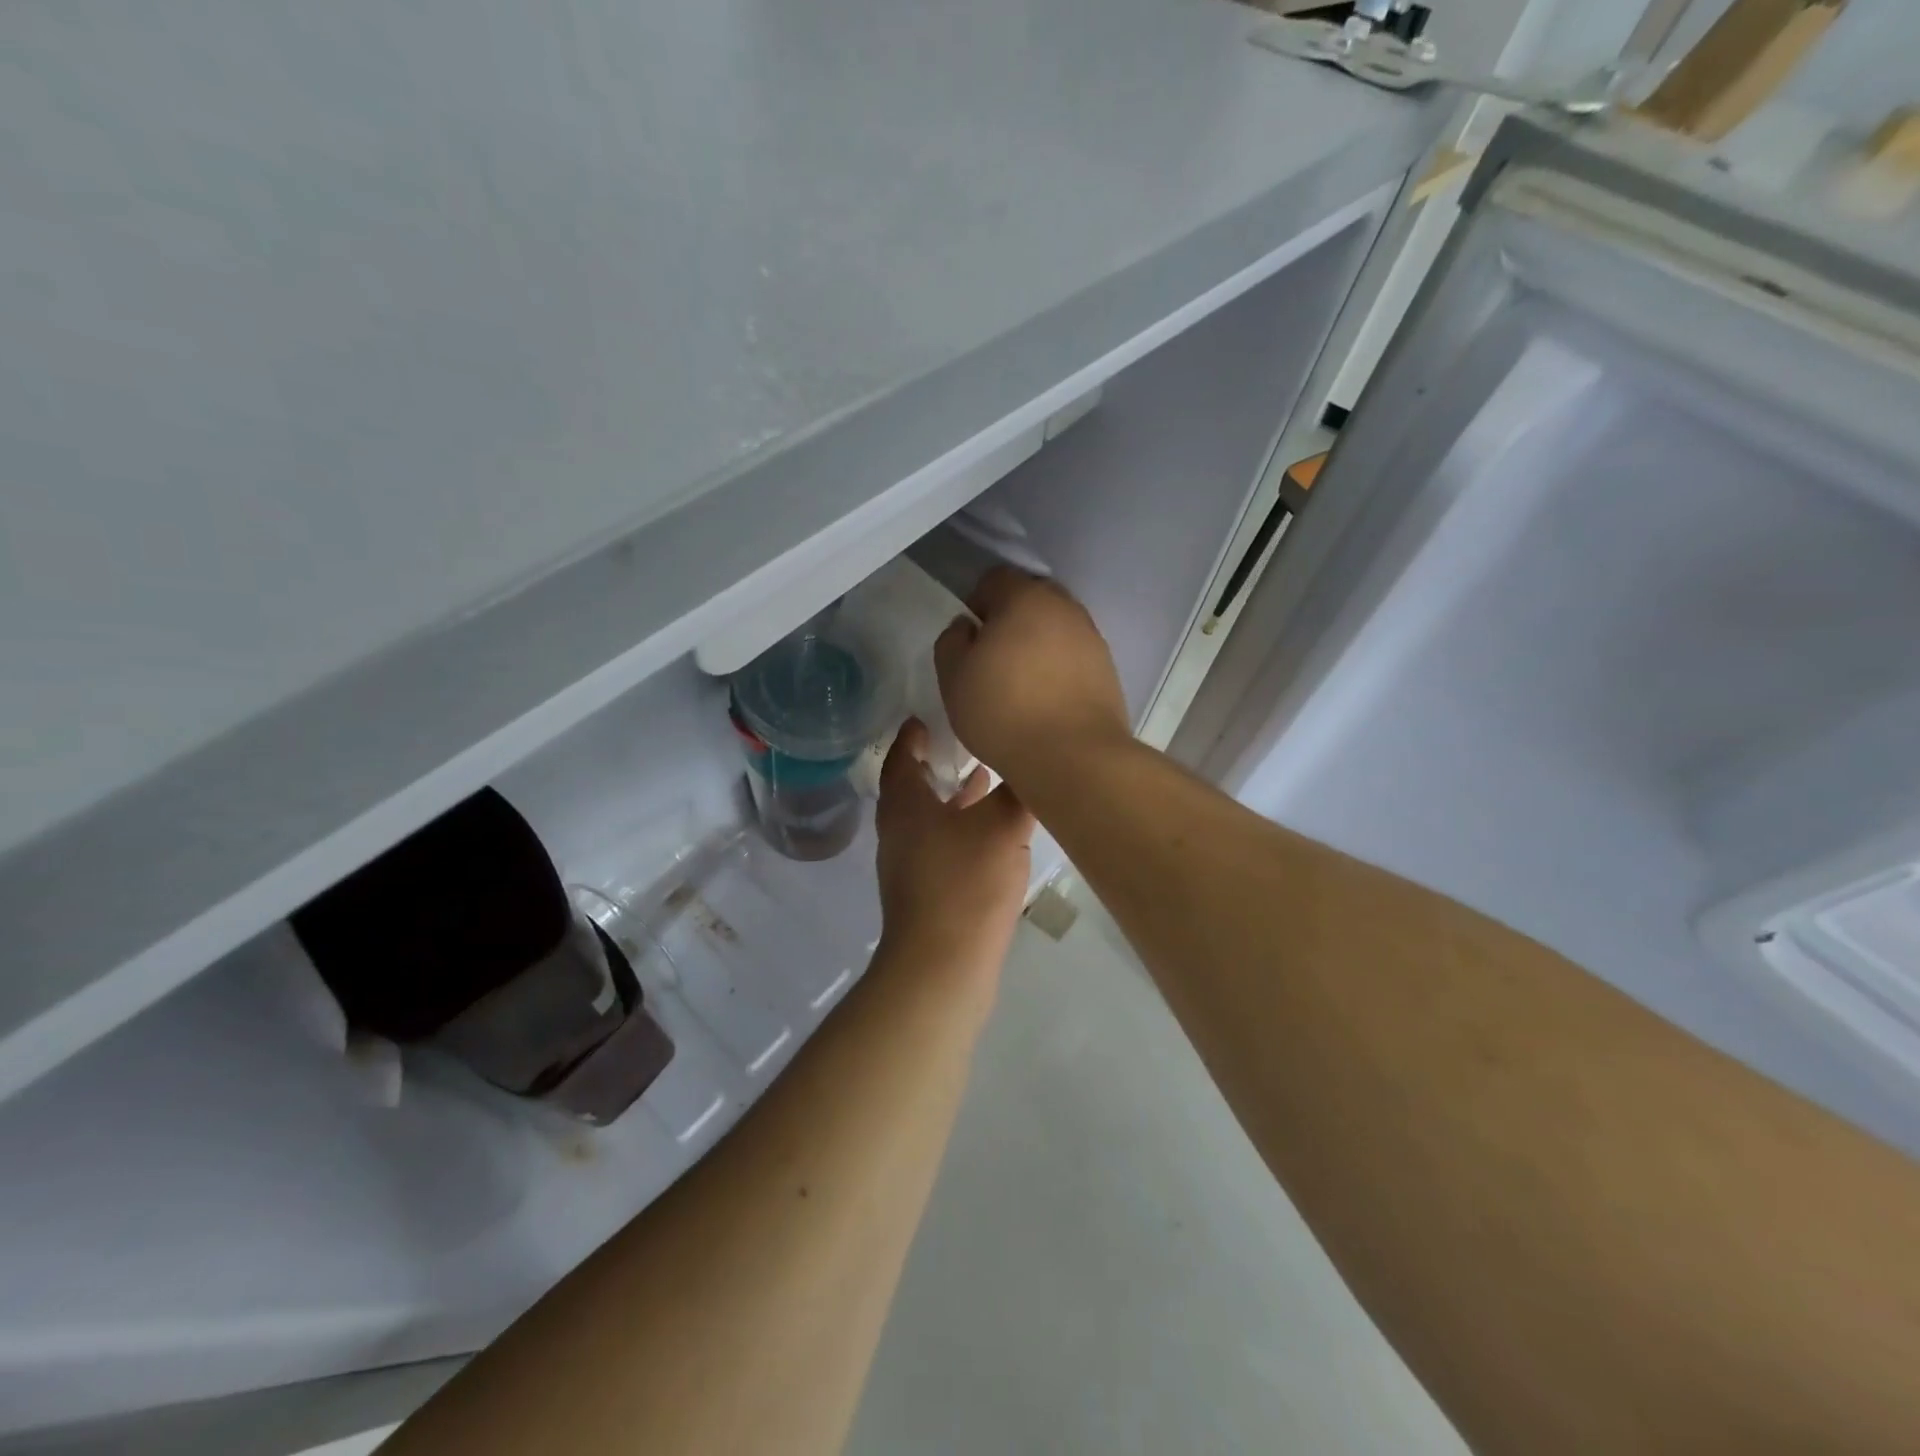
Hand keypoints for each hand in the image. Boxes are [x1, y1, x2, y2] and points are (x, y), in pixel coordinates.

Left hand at [875, 719, 1034, 982]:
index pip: (902, 754)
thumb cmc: (964, 882)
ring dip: (954, 797)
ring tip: (986, 777)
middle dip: (938, 762)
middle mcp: (899, 829)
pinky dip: (962, 827)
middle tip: (965, 738)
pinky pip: (942, 844)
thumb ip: (1017, 790)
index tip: (929, 714)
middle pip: (914, 786)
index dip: (914, 733)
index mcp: (905, 804)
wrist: (941, 964)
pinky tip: (992, 833)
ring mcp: (909, 863)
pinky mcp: (925, 890)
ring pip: (930, 817)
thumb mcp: (1001, 826)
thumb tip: (1032, 763)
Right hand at [933, 568, 1129, 792]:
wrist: (1072, 757)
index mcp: (1025, 598)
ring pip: (1056, 628)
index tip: (970, 638)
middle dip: (1011, 619)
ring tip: (1022, 683)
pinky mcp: (1108, 670)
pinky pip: (1075, 656)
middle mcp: (1065, 608)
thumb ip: (952, 641)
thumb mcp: (953, 677)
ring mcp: (1092, 638)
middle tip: (994, 658)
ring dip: (1038, 644)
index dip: (977, 602)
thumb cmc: (1003, 712)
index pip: (996, 578)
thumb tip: (967, 627)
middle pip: (1031, 599)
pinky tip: (1047, 699)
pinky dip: (1059, 667)